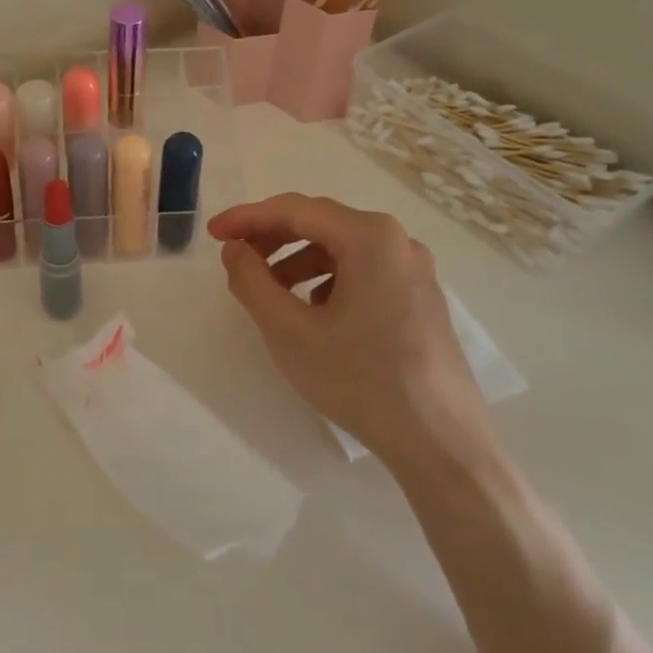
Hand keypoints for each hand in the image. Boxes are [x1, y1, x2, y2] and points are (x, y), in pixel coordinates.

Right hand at [209, 194, 488, 471]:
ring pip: (343, 250)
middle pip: (322, 224)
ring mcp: (415, 271)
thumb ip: (251, 281)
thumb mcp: (289, 331)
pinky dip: (328, 281)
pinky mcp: (421, 300)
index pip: (295, 210)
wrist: (440, 442)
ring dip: (298, 262)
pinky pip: (364, 273)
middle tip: (236, 259)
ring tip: (270, 294)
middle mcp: (398, 242)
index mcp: (369, 236)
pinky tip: (314, 315)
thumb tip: (236, 250)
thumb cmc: (360, 379)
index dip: (247, 218)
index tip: (212, 234)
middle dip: (273, 238)